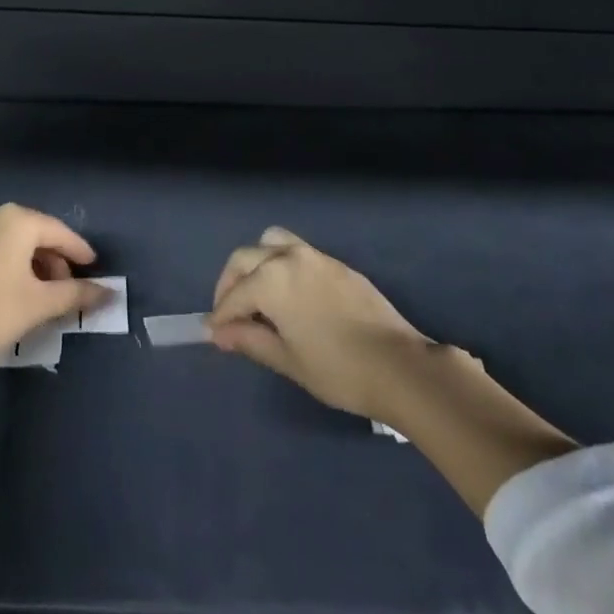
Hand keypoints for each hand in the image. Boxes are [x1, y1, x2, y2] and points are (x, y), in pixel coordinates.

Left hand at [0, 204, 110, 379]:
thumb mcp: (41, 303)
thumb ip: (77, 294)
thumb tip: (110, 293)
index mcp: (18, 220)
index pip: (59, 232)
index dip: (79, 251)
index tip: (94, 267)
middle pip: (36, 235)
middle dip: (55, 261)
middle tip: (67, 288)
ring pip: (13, 244)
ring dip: (33, 265)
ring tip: (42, 295)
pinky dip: (10, 266)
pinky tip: (14, 293)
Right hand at [208, 227, 436, 418]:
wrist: (399, 365)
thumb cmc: (337, 369)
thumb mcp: (287, 360)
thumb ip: (250, 340)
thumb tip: (220, 333)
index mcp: (271, 280)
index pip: (234, 296)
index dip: (220, 316)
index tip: (214, 334)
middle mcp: (288, 257)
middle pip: (245, 258)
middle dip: (230, 284)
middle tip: (229, 314)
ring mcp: (315, 256)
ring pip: (271, 243)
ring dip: (255, 263)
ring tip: (256, 294)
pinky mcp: (335, 263)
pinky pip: (296, 251)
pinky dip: (280, 264)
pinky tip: (288, 294)